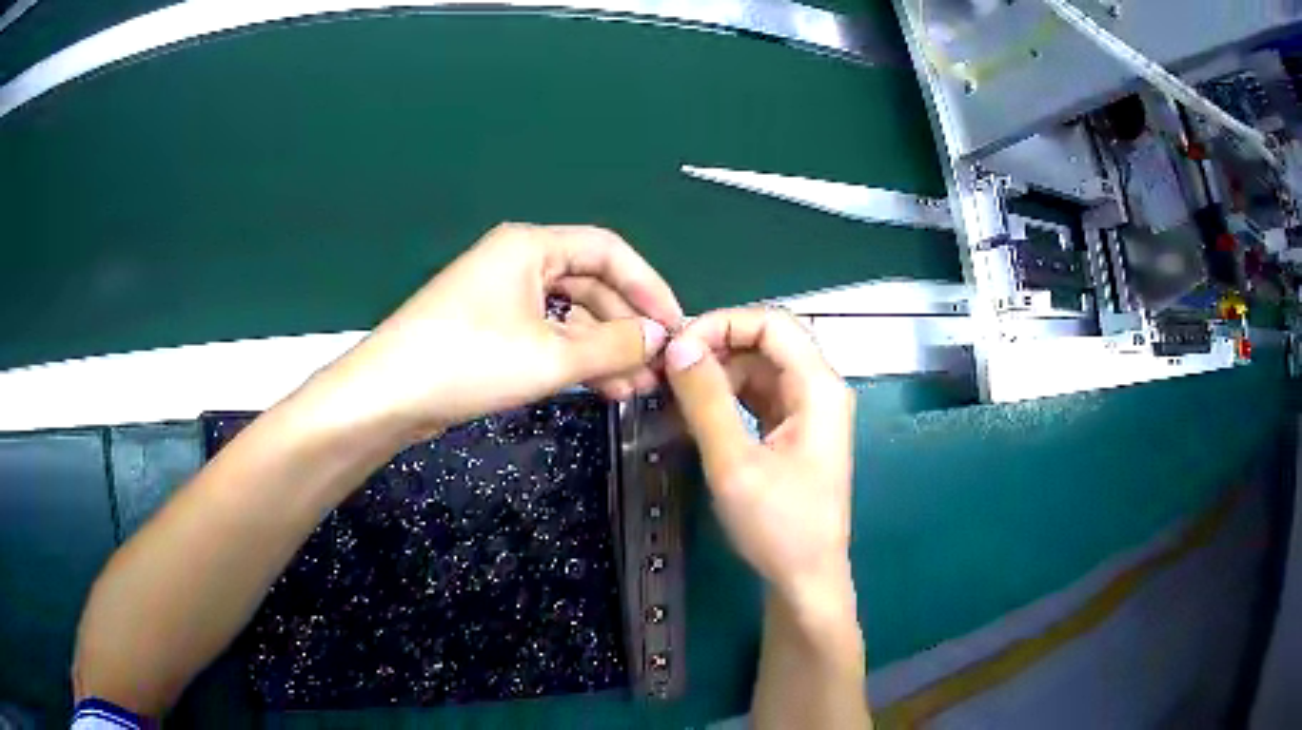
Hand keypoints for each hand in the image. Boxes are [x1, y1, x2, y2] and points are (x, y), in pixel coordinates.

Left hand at [311, 223, 682, 439]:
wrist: (388, 396)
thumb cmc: (468, 361)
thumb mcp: (550, 356)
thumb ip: (615, 345)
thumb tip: (661, 339)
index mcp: (532, 246)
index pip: (609, 252)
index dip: (649, 286)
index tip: (676, 326)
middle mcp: (519, 262)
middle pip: (591, 285)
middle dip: (627, 327)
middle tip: (656, 368)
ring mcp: (503, 297)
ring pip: (571, 315)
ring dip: (604, 349)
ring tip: (635, 388)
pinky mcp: (492, 330)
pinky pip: (547, 335)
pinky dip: (575, 359)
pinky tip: (601, 388)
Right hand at [663, 308, 855, 604]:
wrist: (806, 579)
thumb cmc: (779, 526)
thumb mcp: (735, 464)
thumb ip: (706, 400)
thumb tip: (678, 346)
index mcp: (818, 387)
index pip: (771, 322)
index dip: (722, 323)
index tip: (677, 348)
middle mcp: (819, 389)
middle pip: (766, 341)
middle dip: (716, 346)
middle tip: (668, 369)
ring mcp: (809, 410)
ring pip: (759, 367)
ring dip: (717, 372)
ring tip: (675, 392)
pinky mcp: (795, 430)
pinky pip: (758, 395)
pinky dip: (727, 396)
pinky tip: (696, 411)